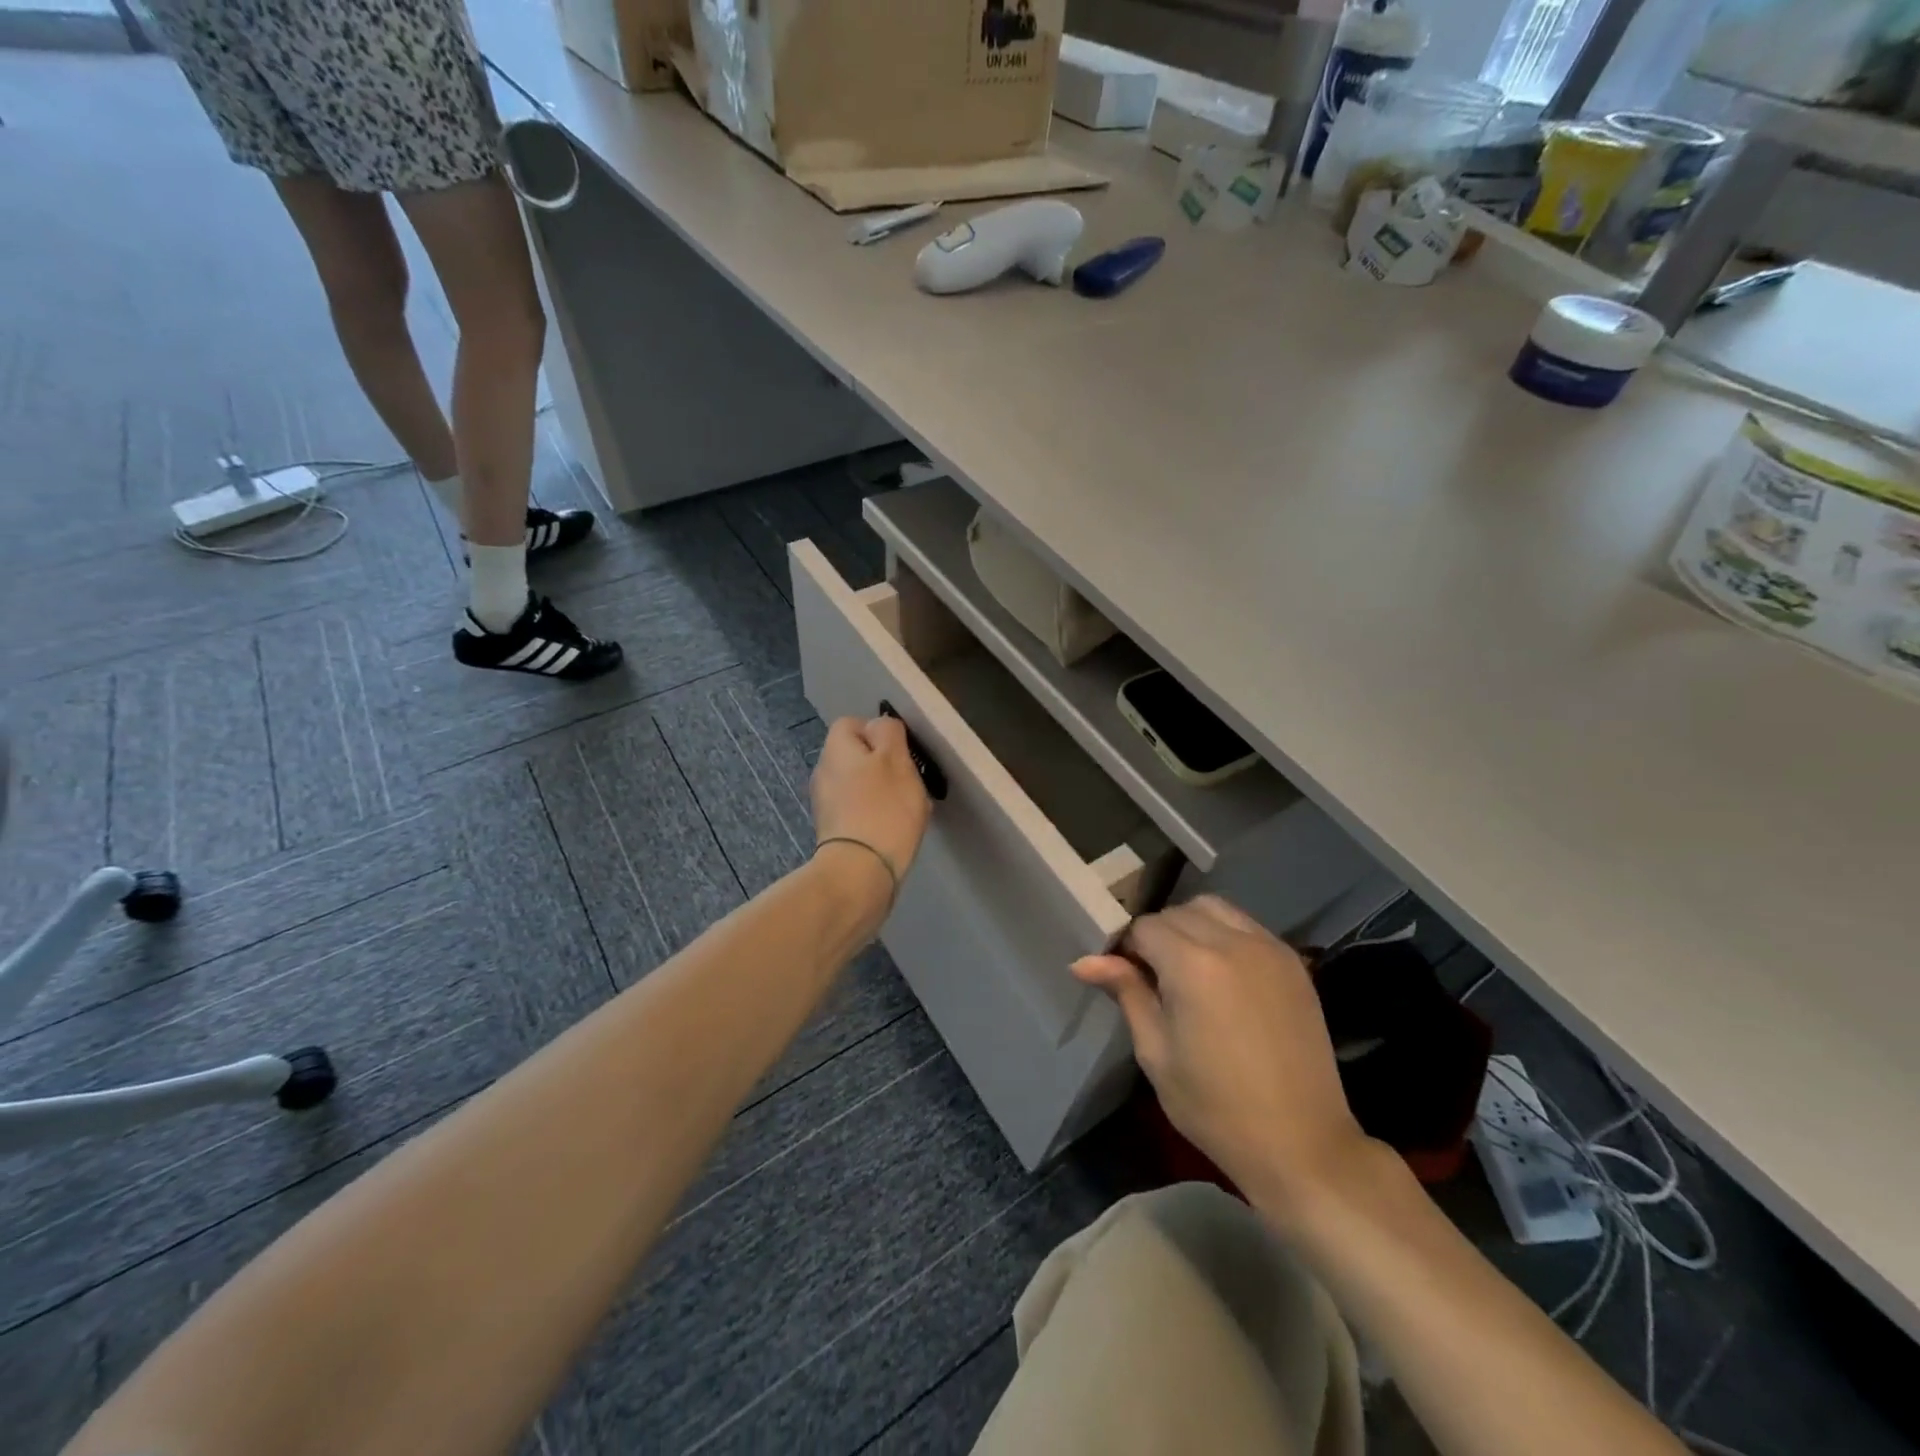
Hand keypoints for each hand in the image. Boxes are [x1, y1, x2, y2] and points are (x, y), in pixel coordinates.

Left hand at [810, 715, 931, 892]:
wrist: (860, 872)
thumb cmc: (883, 808)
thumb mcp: (896, 759)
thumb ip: (889, 733)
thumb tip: (879, 726)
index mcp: (835, 749)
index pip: (852, 723)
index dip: (879, 732)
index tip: (902, 751)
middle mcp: (823, 772)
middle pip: (855, 756)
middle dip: (882, 765)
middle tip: (908, 781)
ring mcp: (825, 804)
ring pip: (858, 784)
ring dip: (880, 792)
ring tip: (905, 809)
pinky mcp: (833, 832)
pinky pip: (857, 811)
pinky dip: (875, 815)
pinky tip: (893, 830)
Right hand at [1073, 896, 1370, 1219]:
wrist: (1301, 1144)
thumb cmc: (1215, 1106)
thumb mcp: (1156, 1052)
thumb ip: (1126, 993)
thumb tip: (1083, 961)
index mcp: (1192, 965)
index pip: (1144, 927)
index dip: (1127, 948)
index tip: (1124, 977)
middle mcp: (1232, 942)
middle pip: (1178, 912)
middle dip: (1158, 935)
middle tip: (1153, 978)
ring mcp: (1269, 948)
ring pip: (1215, 909)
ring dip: (1192, 926)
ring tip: (1188, 971)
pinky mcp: (1294, 962)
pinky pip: (1247, 927)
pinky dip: (1226, 935)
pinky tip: (1223, 975)